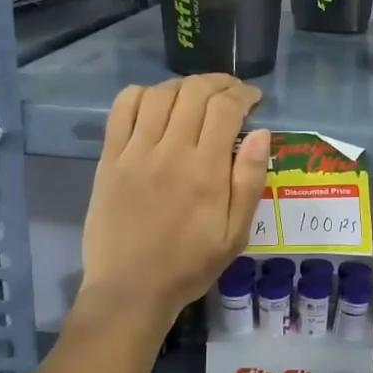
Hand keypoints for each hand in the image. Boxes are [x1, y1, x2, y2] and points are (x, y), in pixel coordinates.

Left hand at [80, 75, 269, 324]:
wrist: (131, 289)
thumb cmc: (190, 265)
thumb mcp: (236, 234)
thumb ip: (250, 181)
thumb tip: (262, 134)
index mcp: (206, 170)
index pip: (226, 108)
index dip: (244, 94)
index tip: (254, 99)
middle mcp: (171, 151)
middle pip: (194, 92)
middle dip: (219, 83)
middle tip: (231, 93)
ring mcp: (136, 152)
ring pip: (161, 94)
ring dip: (185, 85)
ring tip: (198, 96)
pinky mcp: (110, 158)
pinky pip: (123, 108)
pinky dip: (142, 94)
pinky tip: (156, 103)